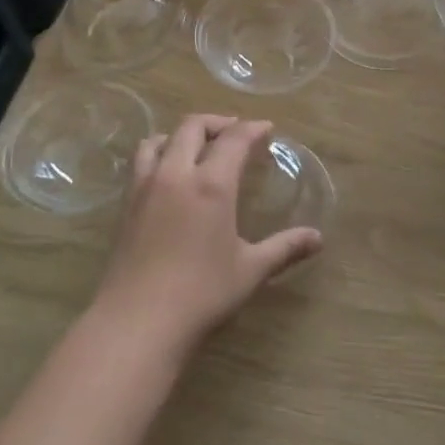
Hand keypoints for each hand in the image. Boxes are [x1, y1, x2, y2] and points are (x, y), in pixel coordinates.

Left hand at [95, 114, 323, 354]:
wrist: (137, 321)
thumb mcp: (250, 270)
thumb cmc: (201, 294)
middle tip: (235, 131)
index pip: (234, 140)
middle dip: (217, 122)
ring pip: (160, 139)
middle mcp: (176, 174)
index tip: (266, 128)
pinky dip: (158, 152)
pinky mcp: (126, 204)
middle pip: (193, 126)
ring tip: (196, 146)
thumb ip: (284, 248)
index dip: (252, 129)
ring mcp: (146, 186)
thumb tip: (318, 238)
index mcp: (211, 184)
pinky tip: (168, 174)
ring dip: (182, 134)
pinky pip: (141, 161)